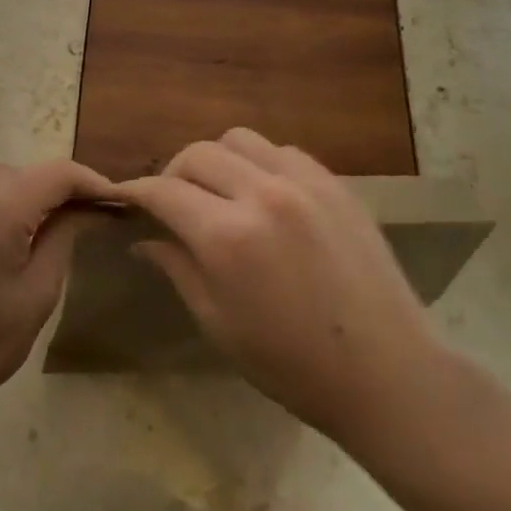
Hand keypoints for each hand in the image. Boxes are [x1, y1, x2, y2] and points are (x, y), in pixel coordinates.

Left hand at [0, 156, 114, 441]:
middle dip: (63, 189)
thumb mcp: (36, 295)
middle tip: (90, 217)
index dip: (93, 182)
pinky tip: (6, 222)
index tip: (118, 201)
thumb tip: (85, 209)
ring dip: (29, 187)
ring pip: (0, 171)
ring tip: (48, 220)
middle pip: (29, 171)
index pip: (58, 174)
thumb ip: (63, 237)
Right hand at [118, 130, 439, 448]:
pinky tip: (263, 194)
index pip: (164, 191)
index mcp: (226, 236)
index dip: (137, 192)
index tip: (125, 198)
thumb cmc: (292, 365)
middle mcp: (262, 193)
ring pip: (239, 140)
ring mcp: (303, 182)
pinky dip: (259, 163)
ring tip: (218, 192)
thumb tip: (143, 240)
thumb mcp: (219, 324)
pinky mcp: (334, 183)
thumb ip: (178, 269)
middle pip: (197, 153)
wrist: (386, 371)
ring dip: (217, 159)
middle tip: (171, 202)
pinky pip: (282, 151)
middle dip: (172, 173)